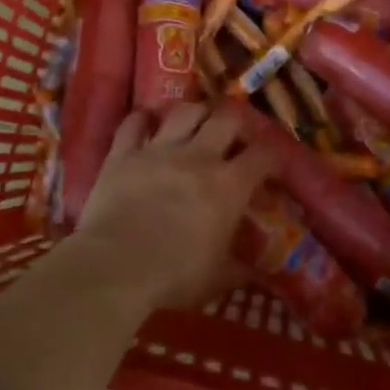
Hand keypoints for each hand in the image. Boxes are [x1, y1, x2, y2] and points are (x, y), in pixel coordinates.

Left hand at [72, 103, 278, 310]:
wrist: (116, 267)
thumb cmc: (175, 275)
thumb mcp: (219, 278)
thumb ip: (242, 269)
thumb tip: (261, 271)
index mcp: (229, 185)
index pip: (263, 155)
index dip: (273, 157)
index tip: (271, 168)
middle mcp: (198, 156)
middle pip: (227, 118)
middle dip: (237, 124)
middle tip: (235, 138)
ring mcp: (158, 150)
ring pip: (184, 111)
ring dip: (195, 113)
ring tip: (196, 123)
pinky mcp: (122, 154)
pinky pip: (134, 123)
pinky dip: (142, 120)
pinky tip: (146, 123)